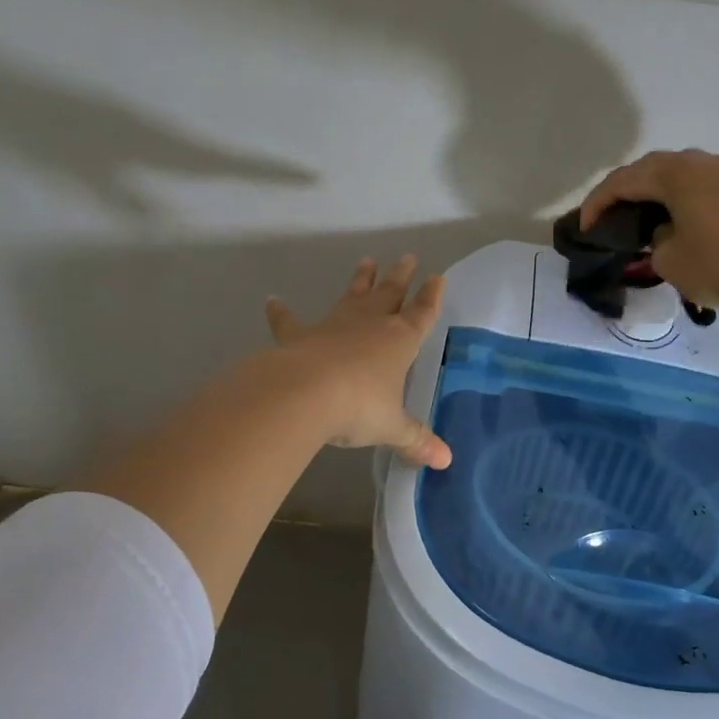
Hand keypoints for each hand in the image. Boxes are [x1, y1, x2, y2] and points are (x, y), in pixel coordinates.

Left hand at [265, 256, 451, 468]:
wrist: (304, 394)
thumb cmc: (358, 407)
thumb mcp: (391, 427)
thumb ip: (415, 440)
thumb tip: (445, 461)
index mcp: (398, 341)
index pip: (421, 315)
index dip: (431, 297)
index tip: (437, 278)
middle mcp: (369, 326)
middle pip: (389, 295)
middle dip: (400, 277)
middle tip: (406, 256)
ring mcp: (333, 326)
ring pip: (351, 297)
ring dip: (360, 280)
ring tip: (366, 261)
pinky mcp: (299, 336)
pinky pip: (290, 321)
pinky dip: (281, 312)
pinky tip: (272, 301)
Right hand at [580, 149, 718, 314]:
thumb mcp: (668, 260)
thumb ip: (654, 239)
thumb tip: (665, 232)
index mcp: (675, 173)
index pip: (622, 181)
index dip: (597, 204)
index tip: (584, 228)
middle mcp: (701, 161)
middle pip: (650, 169)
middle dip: (624, 191)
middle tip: (607, 217)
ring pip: (680, 173)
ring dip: (655, 190)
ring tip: (641, 216)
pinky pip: (703, 183)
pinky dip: (682, 195)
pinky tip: (678, 217)